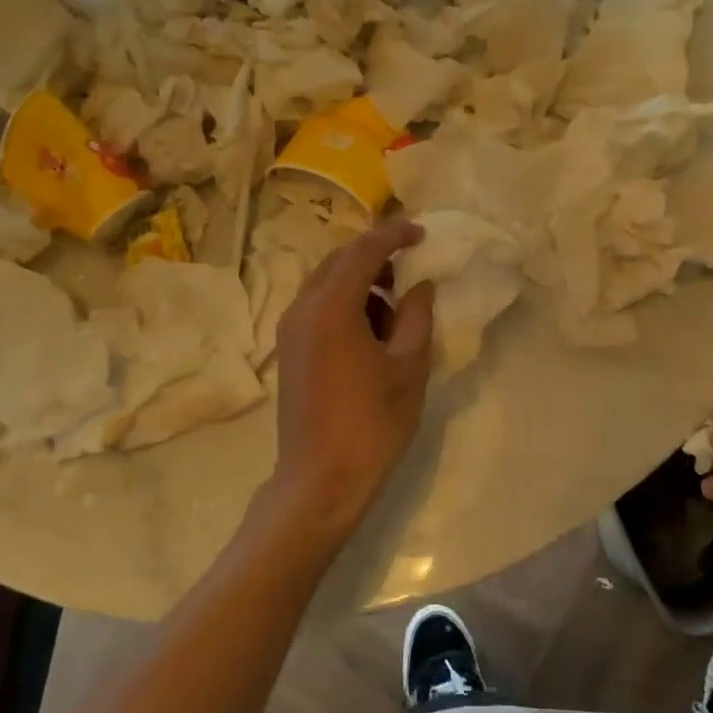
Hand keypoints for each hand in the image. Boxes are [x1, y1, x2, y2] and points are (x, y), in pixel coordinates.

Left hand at [267, 216, 435, 539]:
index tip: (422, 232)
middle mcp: (302, 308)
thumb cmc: (372, 423)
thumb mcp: (408, 366)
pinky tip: (373, 327)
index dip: (395, 234)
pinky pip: (318, 306)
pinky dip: (346, 302)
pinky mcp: (290, 349)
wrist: (321, 480)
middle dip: (376, 254)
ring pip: (326, 283)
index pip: (364, 250)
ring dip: (361, 279)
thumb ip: (417, 316)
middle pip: (339, 260)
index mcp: (331, 307)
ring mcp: (290, 329)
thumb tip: (422, 286)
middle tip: (412, 261)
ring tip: (397, 299)